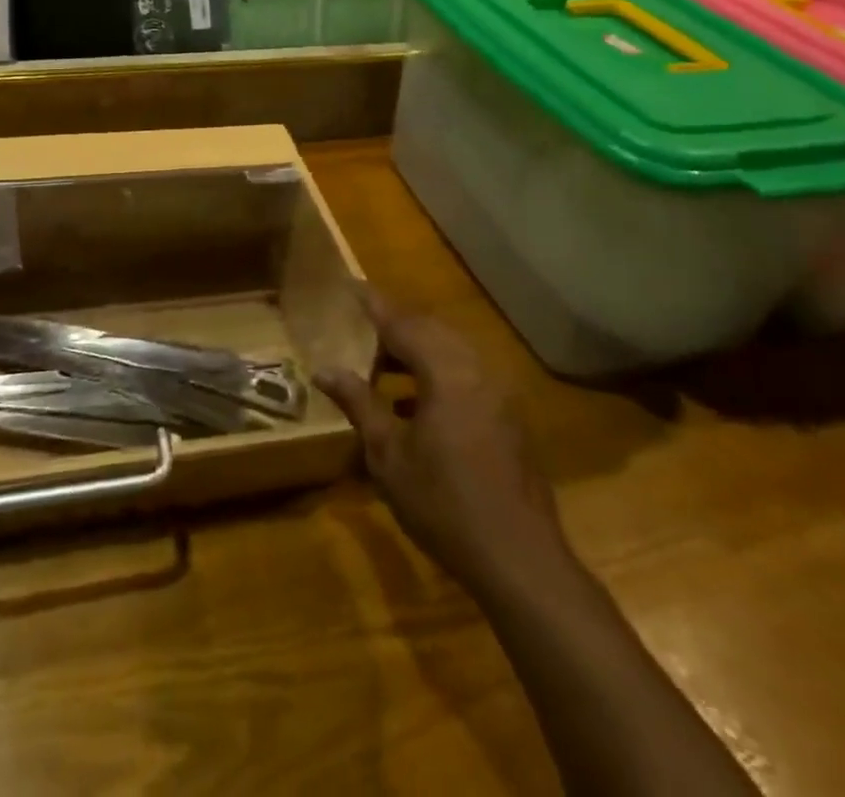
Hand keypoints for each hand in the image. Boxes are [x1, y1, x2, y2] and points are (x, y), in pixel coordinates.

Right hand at [315, 289, 568, 596]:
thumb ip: (359, 403)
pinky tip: (415, 403)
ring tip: (382, 366)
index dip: (374, 304)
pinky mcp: (508, 415)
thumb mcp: (389, 454)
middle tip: (361, 330)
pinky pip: (467, 373)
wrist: (519, 560)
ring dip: (417, 351)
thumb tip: (324, 370)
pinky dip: (437, 373)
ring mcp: (499, 392)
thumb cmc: (444, 504)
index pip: (403, 323)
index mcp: (447, 372)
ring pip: (451, 351)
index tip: (351, 285)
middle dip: (395, 326)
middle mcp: (477, 369)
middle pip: (431, 330)